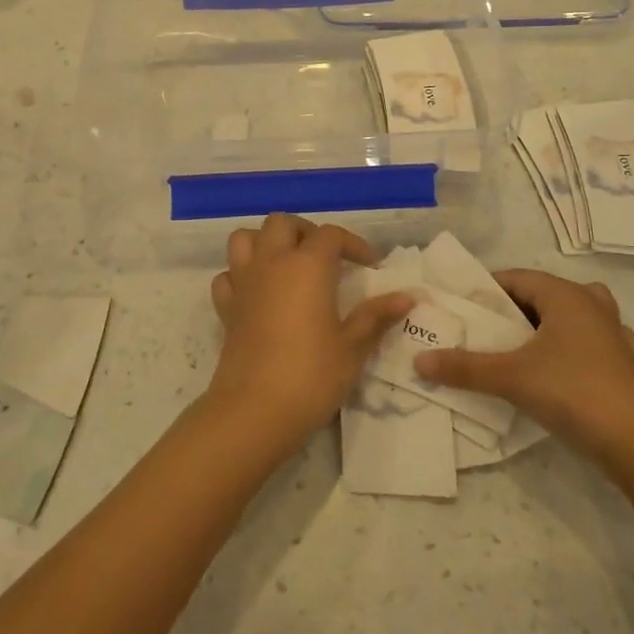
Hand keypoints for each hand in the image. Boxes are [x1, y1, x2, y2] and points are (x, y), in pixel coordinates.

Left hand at [204, 215, 415, 460]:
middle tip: (326, 258)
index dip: (353, 244)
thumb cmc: (311, 375)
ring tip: (287, 264)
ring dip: (265, 243)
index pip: (331, 234)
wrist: (255, 410)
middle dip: (305, 232)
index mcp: (307, 265)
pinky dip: (240, 276)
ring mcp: (243, 283)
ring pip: (245, 238)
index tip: (369, 266)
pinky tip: (257, 294)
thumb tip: (407, 297)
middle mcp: (272, 263)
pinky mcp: (226, 308)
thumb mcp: (352, 347)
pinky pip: (228, 276)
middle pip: (282, 223)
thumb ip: (376, 317)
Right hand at [412, 269, 633, 458]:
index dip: (487, 289)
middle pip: (542, 295)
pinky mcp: (623, 363)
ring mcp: (612, 333)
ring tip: (517, 348)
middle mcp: (591, 304)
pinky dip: (568, 349)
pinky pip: (587, 342)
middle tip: (481, 331)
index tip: (461, 307)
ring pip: (569, 316)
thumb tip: (419, 360)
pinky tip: (555, 370)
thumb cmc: (573, 391)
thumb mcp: (510, 377)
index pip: (517, 277)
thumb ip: (464, 367)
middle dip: (511, 310)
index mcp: (565, 295)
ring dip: (543, 327)